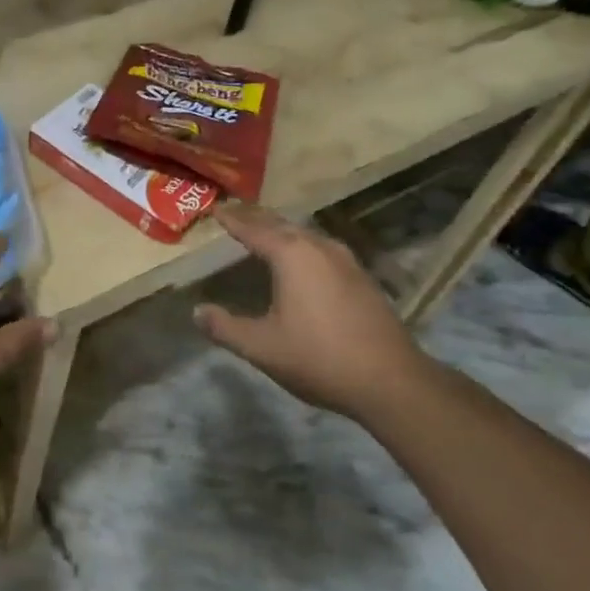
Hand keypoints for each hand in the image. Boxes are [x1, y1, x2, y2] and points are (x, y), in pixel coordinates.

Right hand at [193, 205, 433, 421]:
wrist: (392, 382)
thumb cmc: (319, 358)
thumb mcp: (261, 347)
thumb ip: (225, 327)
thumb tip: (197, 312)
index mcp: (291, 255)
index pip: (253, 229)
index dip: (232, 220)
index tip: (215, 209)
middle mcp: (319, 248)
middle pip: (281, 224)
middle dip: (256, 218)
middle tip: (235, 213)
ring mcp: (346, 261)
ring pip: (306, 234)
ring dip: (282, 229)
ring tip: (265, 231)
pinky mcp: (363, 278)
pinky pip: (322, 248)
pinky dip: (302, 245)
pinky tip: (303, 259)